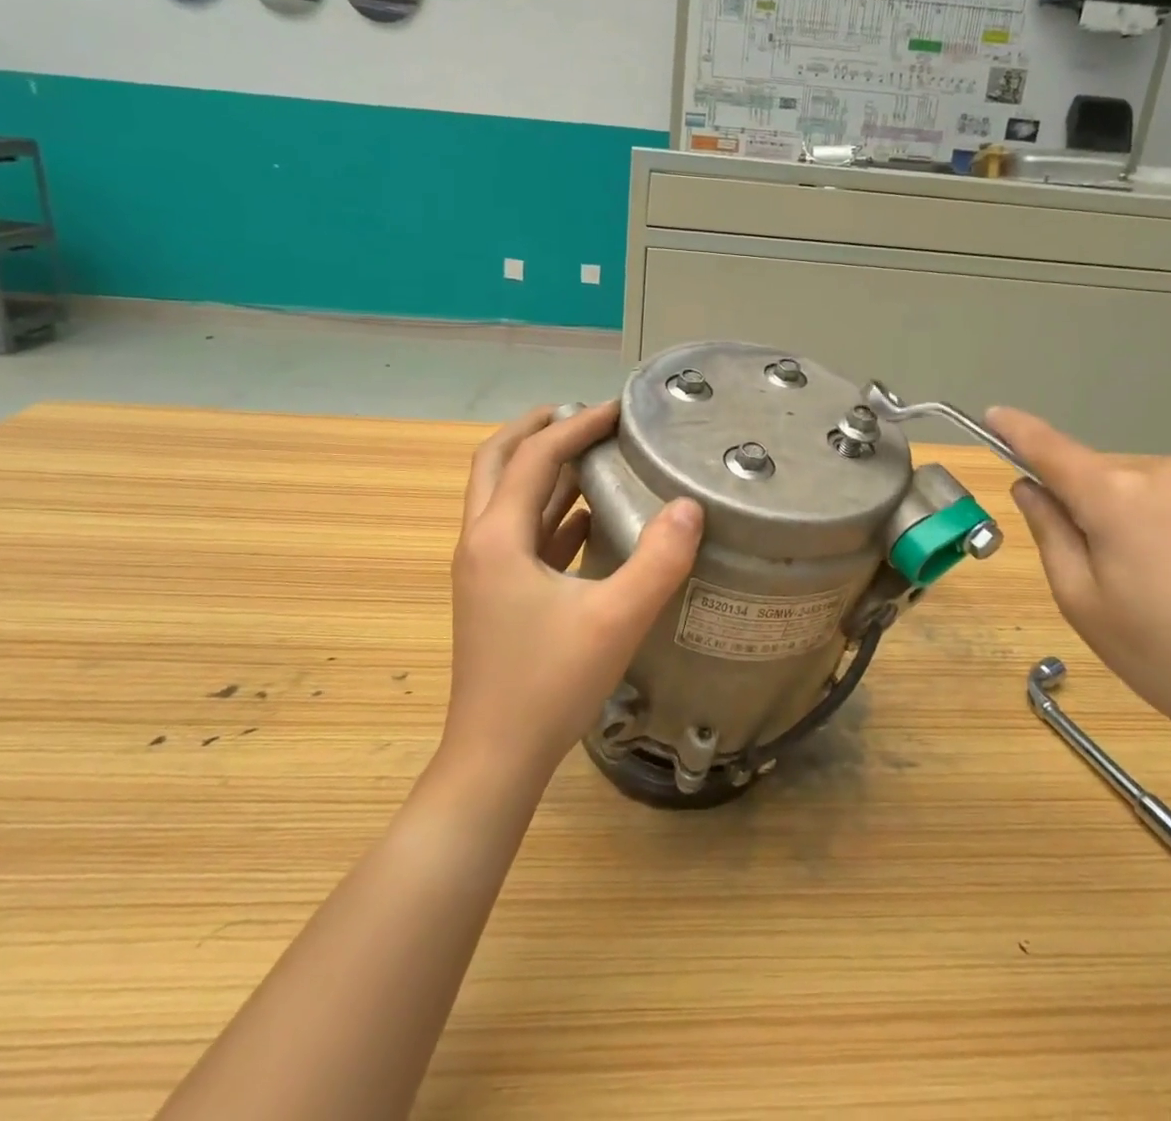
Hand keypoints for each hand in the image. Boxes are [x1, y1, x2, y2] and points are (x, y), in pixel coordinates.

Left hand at [443, 403, 701, 789]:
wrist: (495, 760)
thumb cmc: (549, 686)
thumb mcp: (616, 619)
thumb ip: (659, 560)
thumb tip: (690, 506)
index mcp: (498, 538)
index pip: (536, 457)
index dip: (577, 426)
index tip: (619, 409)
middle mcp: (480, 544)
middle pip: (496, 463)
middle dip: (536, 430)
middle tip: (580, 413)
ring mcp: (483, 572)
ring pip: (504, 498)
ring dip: (541, 468)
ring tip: (589, 452)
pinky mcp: (495, 596)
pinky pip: (520, 534)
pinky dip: (547, 511)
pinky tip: (587, 517)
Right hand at [987, 407, 1170, 787]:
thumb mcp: (1091, 611)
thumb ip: (1052, 537)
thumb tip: (1032, 489)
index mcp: (1119, 497)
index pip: (1051, 449)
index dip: (1017, 431)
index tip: (994, 415)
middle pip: (1117, 486)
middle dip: (1109, 519)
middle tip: (1133, 589)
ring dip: (1166, 530)